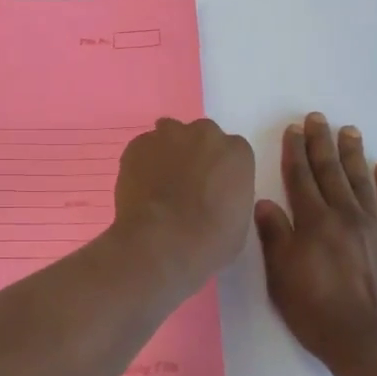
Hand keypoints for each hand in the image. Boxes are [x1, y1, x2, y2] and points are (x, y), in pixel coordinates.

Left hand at [111, 117, 255, 294]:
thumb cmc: (210, 240)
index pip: (231, 151)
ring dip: (168, 152)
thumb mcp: (239, 221)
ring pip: (169, 136)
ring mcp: (168, 135)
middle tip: (186, 183)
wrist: (161, 241)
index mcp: (236, 152)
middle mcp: (204, 134)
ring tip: (160, 183)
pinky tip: (141, 187)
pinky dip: (142, 162)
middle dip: (195, 154)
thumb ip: (230, 195)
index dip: (220, 170)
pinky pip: (143, 148)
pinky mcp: (138, 145)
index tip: (213, 188)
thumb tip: (215, 195)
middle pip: (201, 136)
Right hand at [254, 113, 376, 375]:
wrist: (373, 345)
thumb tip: (264, 203)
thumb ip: (275, 238)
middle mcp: (345, 217)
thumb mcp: (281, 279)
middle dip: (321, 143)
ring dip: (353, 154)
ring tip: (349, 131)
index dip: (294, 152)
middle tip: (318, 118)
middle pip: (330, 172)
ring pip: (361, 182)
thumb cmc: (317, 314)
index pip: (300, 178)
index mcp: (313, 223)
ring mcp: (376, 229)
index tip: (293, 130)